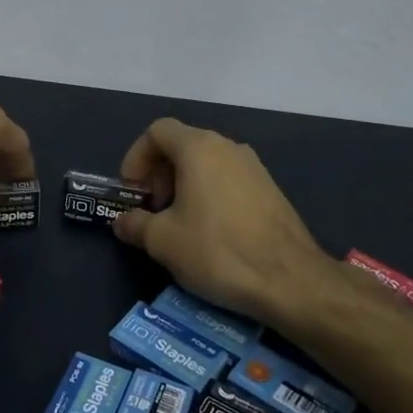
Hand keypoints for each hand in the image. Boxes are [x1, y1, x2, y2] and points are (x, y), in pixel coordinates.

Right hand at [112, 118, 332, 329]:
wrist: (290, 280)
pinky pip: (228, 180)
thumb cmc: (217, 251)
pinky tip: (210, 233)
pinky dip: (209, 195)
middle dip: (159, 174)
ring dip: (183, 186)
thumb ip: (135, 224)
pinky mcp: (271, 190)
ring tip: (178, 225)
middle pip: (182, 145)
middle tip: (153, 211)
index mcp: (199, 148)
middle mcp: (228, 147)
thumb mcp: (163, 241)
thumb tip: (122, 222)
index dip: (136, 157)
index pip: (157, 131)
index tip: (133, 192)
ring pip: (206, 164)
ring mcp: (254, 167)